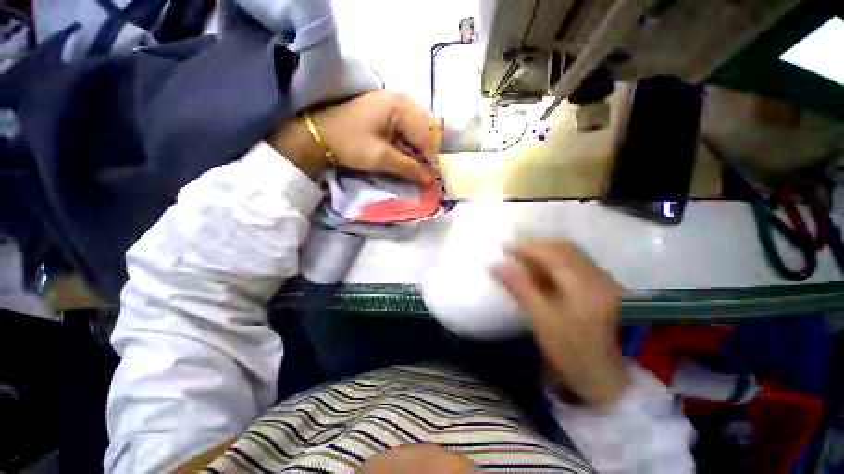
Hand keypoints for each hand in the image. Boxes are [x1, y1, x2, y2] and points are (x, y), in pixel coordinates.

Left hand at [314, 90, 440, 184]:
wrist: (320, 134)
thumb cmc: (350, 144)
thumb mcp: (381, 158)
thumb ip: (409, 168)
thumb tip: (431, 180)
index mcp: (401, 106)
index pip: (429, 133)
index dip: (431, 157)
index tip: (429, 177)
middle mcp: (402, 99)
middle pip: (428, 127)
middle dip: (428, 151)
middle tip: (422, 170)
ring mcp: (395, 102)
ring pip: (421, 126)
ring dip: (420, 146)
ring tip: (414, 163)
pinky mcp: (389, 109)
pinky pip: (410, 125)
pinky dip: (411, 141)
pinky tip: (406, 151)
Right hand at [491, 241, 630, 406]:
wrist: (615, 378)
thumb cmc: (575, 352)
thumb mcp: (543, 320)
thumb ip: (520, 287)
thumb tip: (496, 264)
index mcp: (583, 283)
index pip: (549, 253)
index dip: (524, 247)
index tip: (502, 247)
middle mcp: (597, 274)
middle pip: (562, 248)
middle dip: (534, 245)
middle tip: (511, 251)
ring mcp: (604, 280)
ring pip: (569, 254)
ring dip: (544, 251)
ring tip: (523, 258)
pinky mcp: (603, 287)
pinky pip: (575, 263)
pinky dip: (555, 260)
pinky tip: (543, 269)